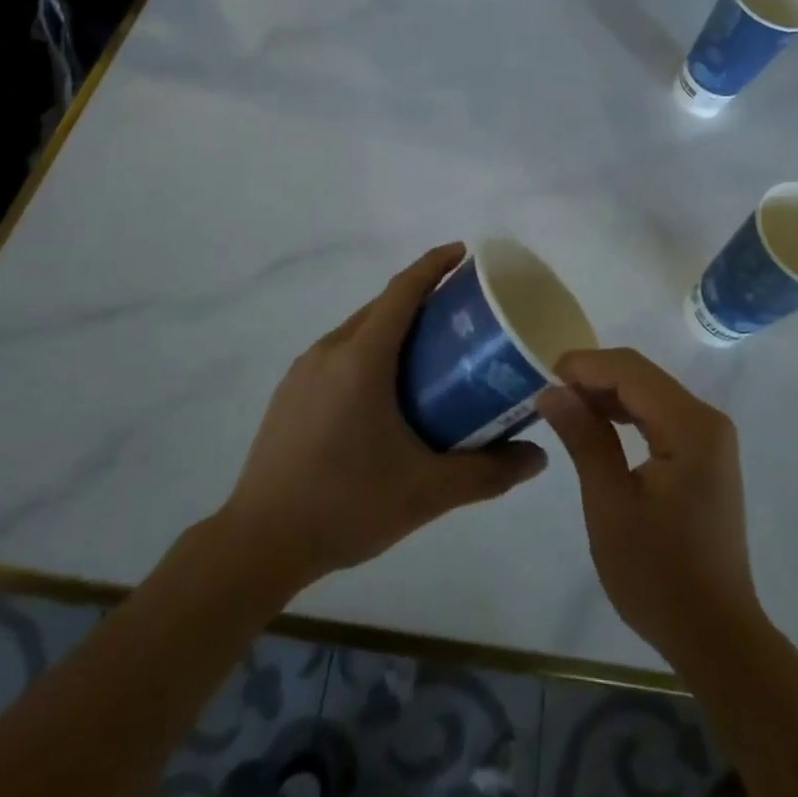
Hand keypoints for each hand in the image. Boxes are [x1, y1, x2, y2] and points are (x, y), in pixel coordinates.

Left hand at [221, 244, 547, 591]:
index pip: (403, 290)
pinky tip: (386, 390)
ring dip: (394, 326)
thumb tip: (538, 458)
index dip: (434, 264)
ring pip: (359, 329)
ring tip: (430, 351)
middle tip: (463, 312)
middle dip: (422, 296)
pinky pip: (339, 352)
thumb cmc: (346, 505)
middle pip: (382, 306)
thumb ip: (487, 473)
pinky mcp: (290, 392)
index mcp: (362, 359)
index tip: (465, 253)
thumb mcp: (426, 492)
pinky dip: (370, 350)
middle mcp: (330, 351)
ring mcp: (304, 371)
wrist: (258, 544)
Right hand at [538, 349, 767, 668]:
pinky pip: (659, 415)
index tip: (542, 376)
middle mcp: (706, 419)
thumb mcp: (610, 505)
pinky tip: (597, 426)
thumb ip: (584, 439)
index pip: (630, 370)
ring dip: (607, 393)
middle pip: (642, 376)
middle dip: (593, 377)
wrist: (716, 636)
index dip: (585, 365)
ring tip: (564, 408)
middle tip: (548, 395)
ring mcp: (709, 437)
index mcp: (690, 426)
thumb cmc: (658, 575)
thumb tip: (551, 391)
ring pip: (649, 393)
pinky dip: (626, 414)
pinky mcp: (704, 455)